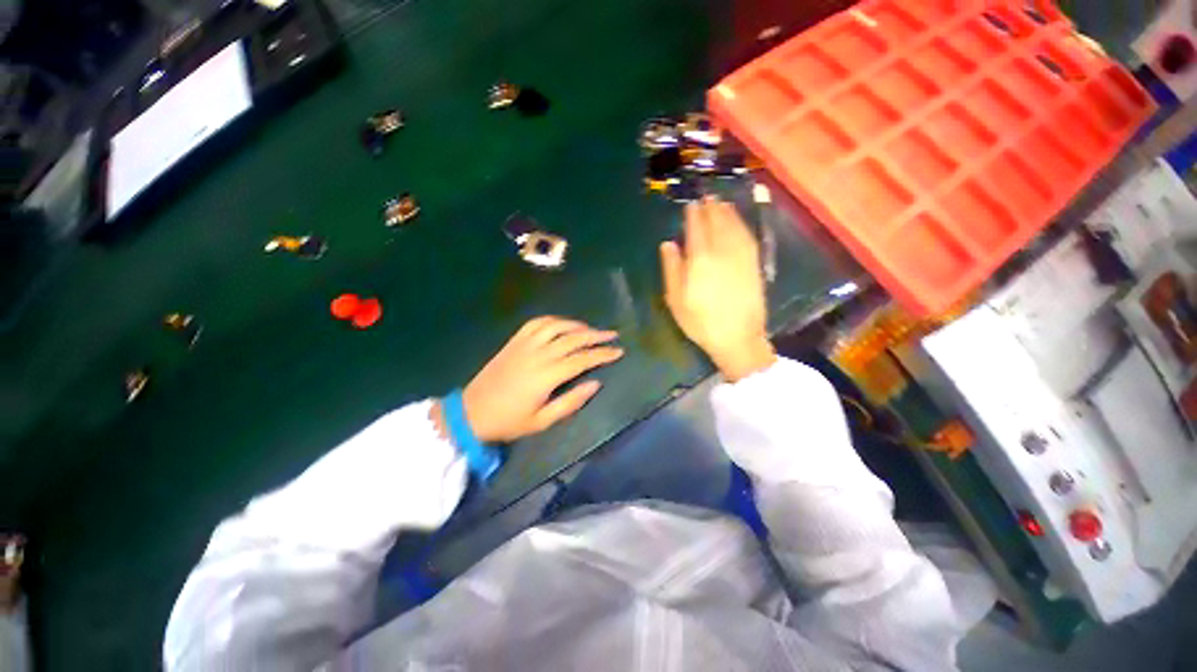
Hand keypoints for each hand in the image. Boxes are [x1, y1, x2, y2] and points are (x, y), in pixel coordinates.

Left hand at [460, 317, 622, 442]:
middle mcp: (538, 354)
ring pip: (556, 326)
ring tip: (591, 329)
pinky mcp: (514, 341)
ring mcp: (524, 344)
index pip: (582, 359)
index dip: (602, 354)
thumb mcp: (542, 421)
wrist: (471, 412)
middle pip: (573, 338)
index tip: (618, 351)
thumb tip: (596, 384)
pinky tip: (563, 323)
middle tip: (612, 335)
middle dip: (596, 335)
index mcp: (546, 375)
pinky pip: (537, 323)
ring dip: (577, 325)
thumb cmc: (509, 421)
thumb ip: (571, 402)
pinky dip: (554, 320)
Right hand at [660, 197, 774, 381]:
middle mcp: (722, 250)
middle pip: (717, 221)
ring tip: (721, 203)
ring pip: (735, 225)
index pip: (696, 227)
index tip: (690, 205)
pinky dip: (742, 224)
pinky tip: (738, 223)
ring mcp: (742, 256)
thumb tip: (668, 243)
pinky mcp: (754, 263)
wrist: (738, 337)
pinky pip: (748, 236)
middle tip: (707, 197)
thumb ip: (672, 268)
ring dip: (727, 211)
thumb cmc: (700, 321)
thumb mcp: (676, 299)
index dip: (693, 214)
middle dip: (711, 207)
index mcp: (700, 258)